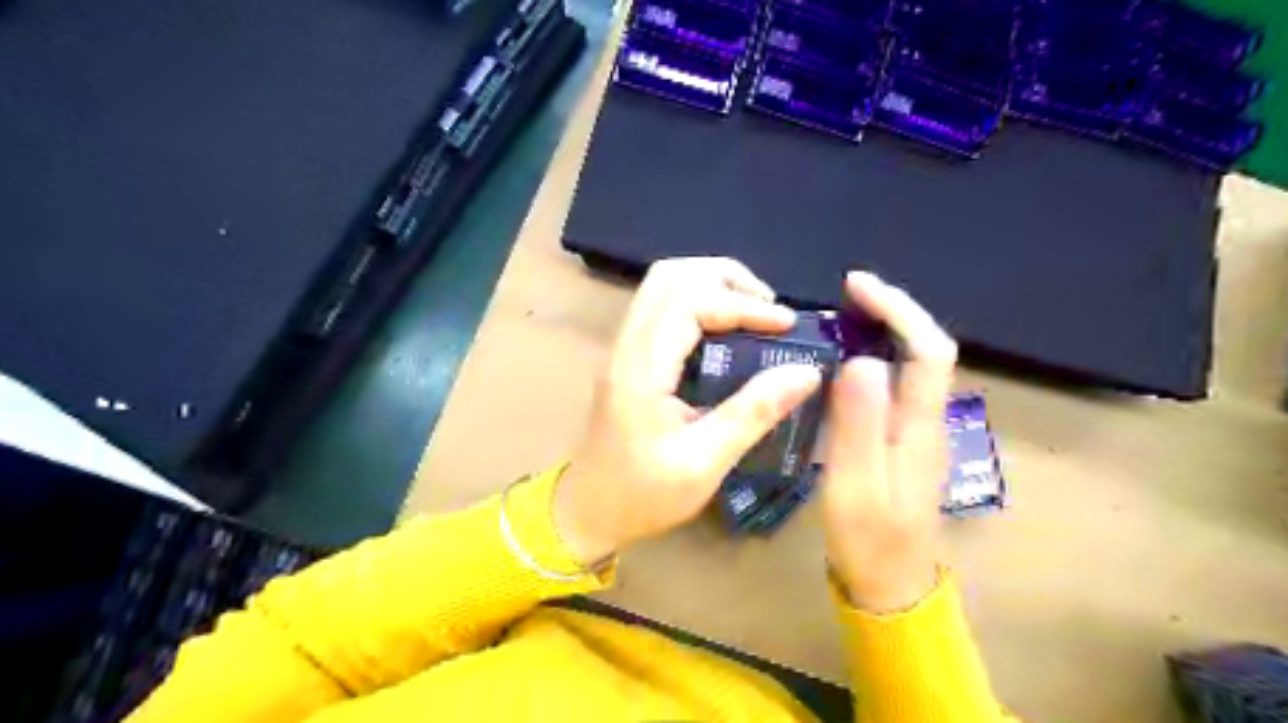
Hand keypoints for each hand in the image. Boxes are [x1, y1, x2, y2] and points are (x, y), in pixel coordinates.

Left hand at [556, 258, 823, 566]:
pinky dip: (699, 302)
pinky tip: (727, 331)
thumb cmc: (644, 495)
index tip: (787, 326)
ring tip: (754, 313)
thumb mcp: (705, 463)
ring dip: (712, 285)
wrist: (588, 511)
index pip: (690, 300)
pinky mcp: (629, 357)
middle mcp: (627, 345)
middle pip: (672, 275)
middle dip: (728, 279)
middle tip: (770, 310)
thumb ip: (754, 413)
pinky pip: (661, 306)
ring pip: (664, 284)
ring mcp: (624, 348)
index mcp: (642, 368)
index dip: (743, 304)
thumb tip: (806, 372)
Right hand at [824, 274, 953, 613]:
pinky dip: (875, 359)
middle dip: (893, 311)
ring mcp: (917, 431)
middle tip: (846, 295)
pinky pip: (896, 385)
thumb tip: (863, 359)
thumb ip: (859, 423)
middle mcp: (928, 420)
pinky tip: (845, 362)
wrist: (890, 585)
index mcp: (920, 425)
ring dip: (885, 331)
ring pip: (912, 365)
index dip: (899, 309)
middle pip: (925, 350)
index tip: (857, 285)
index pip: (927, 349)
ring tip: (843, 317)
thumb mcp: (854, 483)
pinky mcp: (902, 441)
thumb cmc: (869, 538)